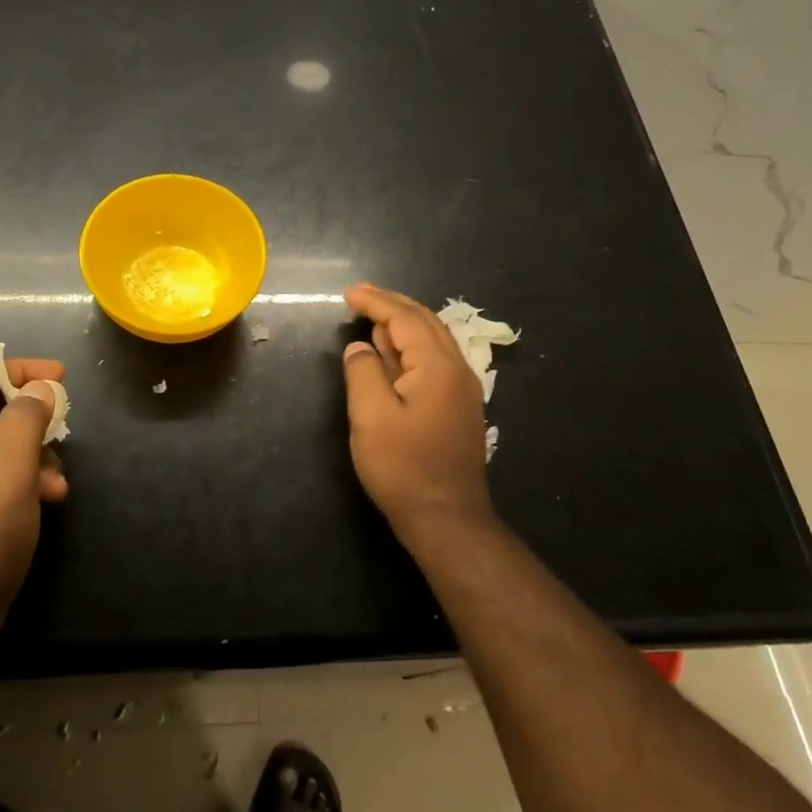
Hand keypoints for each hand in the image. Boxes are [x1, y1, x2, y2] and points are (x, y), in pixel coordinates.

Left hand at [0, 357, 68, 639]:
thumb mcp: (10, 478)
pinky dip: (25, 477)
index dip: (20, 370)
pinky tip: (47, 500)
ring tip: (59, 484)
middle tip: (65, 427)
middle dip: (33, 417)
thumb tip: (39, 388)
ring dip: (35, 453)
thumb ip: (25, 424)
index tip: (61, 378)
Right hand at [341, 284, 494, 539]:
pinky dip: (411, 347)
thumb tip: (360, 347)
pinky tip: (392, 353)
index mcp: (437, 366)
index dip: (376, 301)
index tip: (349, 293)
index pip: (405, 319)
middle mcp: (457, 369)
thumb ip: (363, 372)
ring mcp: (462, 390)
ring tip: (372, 317)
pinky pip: (435, 360)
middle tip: (361, 295)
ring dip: (403, 324)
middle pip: (425, 322)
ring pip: (433, 340)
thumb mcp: (371, 417)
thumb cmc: (404, 467)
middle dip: (392, 304)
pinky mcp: (459, 408)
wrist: (447, 519)